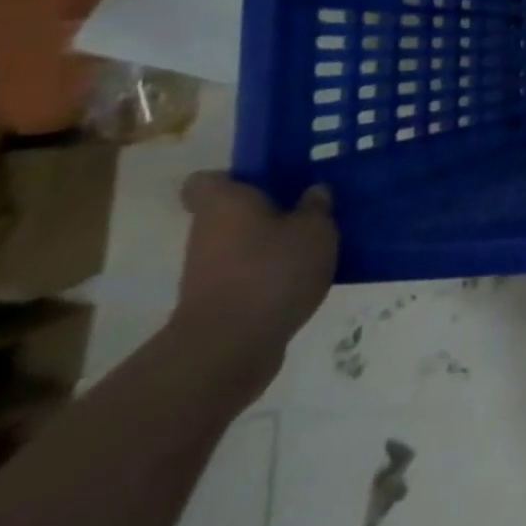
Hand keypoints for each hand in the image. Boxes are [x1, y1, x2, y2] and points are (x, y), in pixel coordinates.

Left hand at [170, 173, 337, 398]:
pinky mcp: (218, 303)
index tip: (269, 178)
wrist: (229, 349)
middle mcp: (207, 233)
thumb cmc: (271, 270)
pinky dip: (271, 274)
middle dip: (268, 210)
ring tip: (317, 243)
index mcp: (225, 203)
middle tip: (311, 207)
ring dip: (272, 243)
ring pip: (242, 244)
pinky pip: (248, 274)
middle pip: (232, 212)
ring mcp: (208, 271)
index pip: (208, 181)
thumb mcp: (315, 229)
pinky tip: (306, 276)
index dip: (235, 176)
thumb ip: (317, 207)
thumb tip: (313, 193)